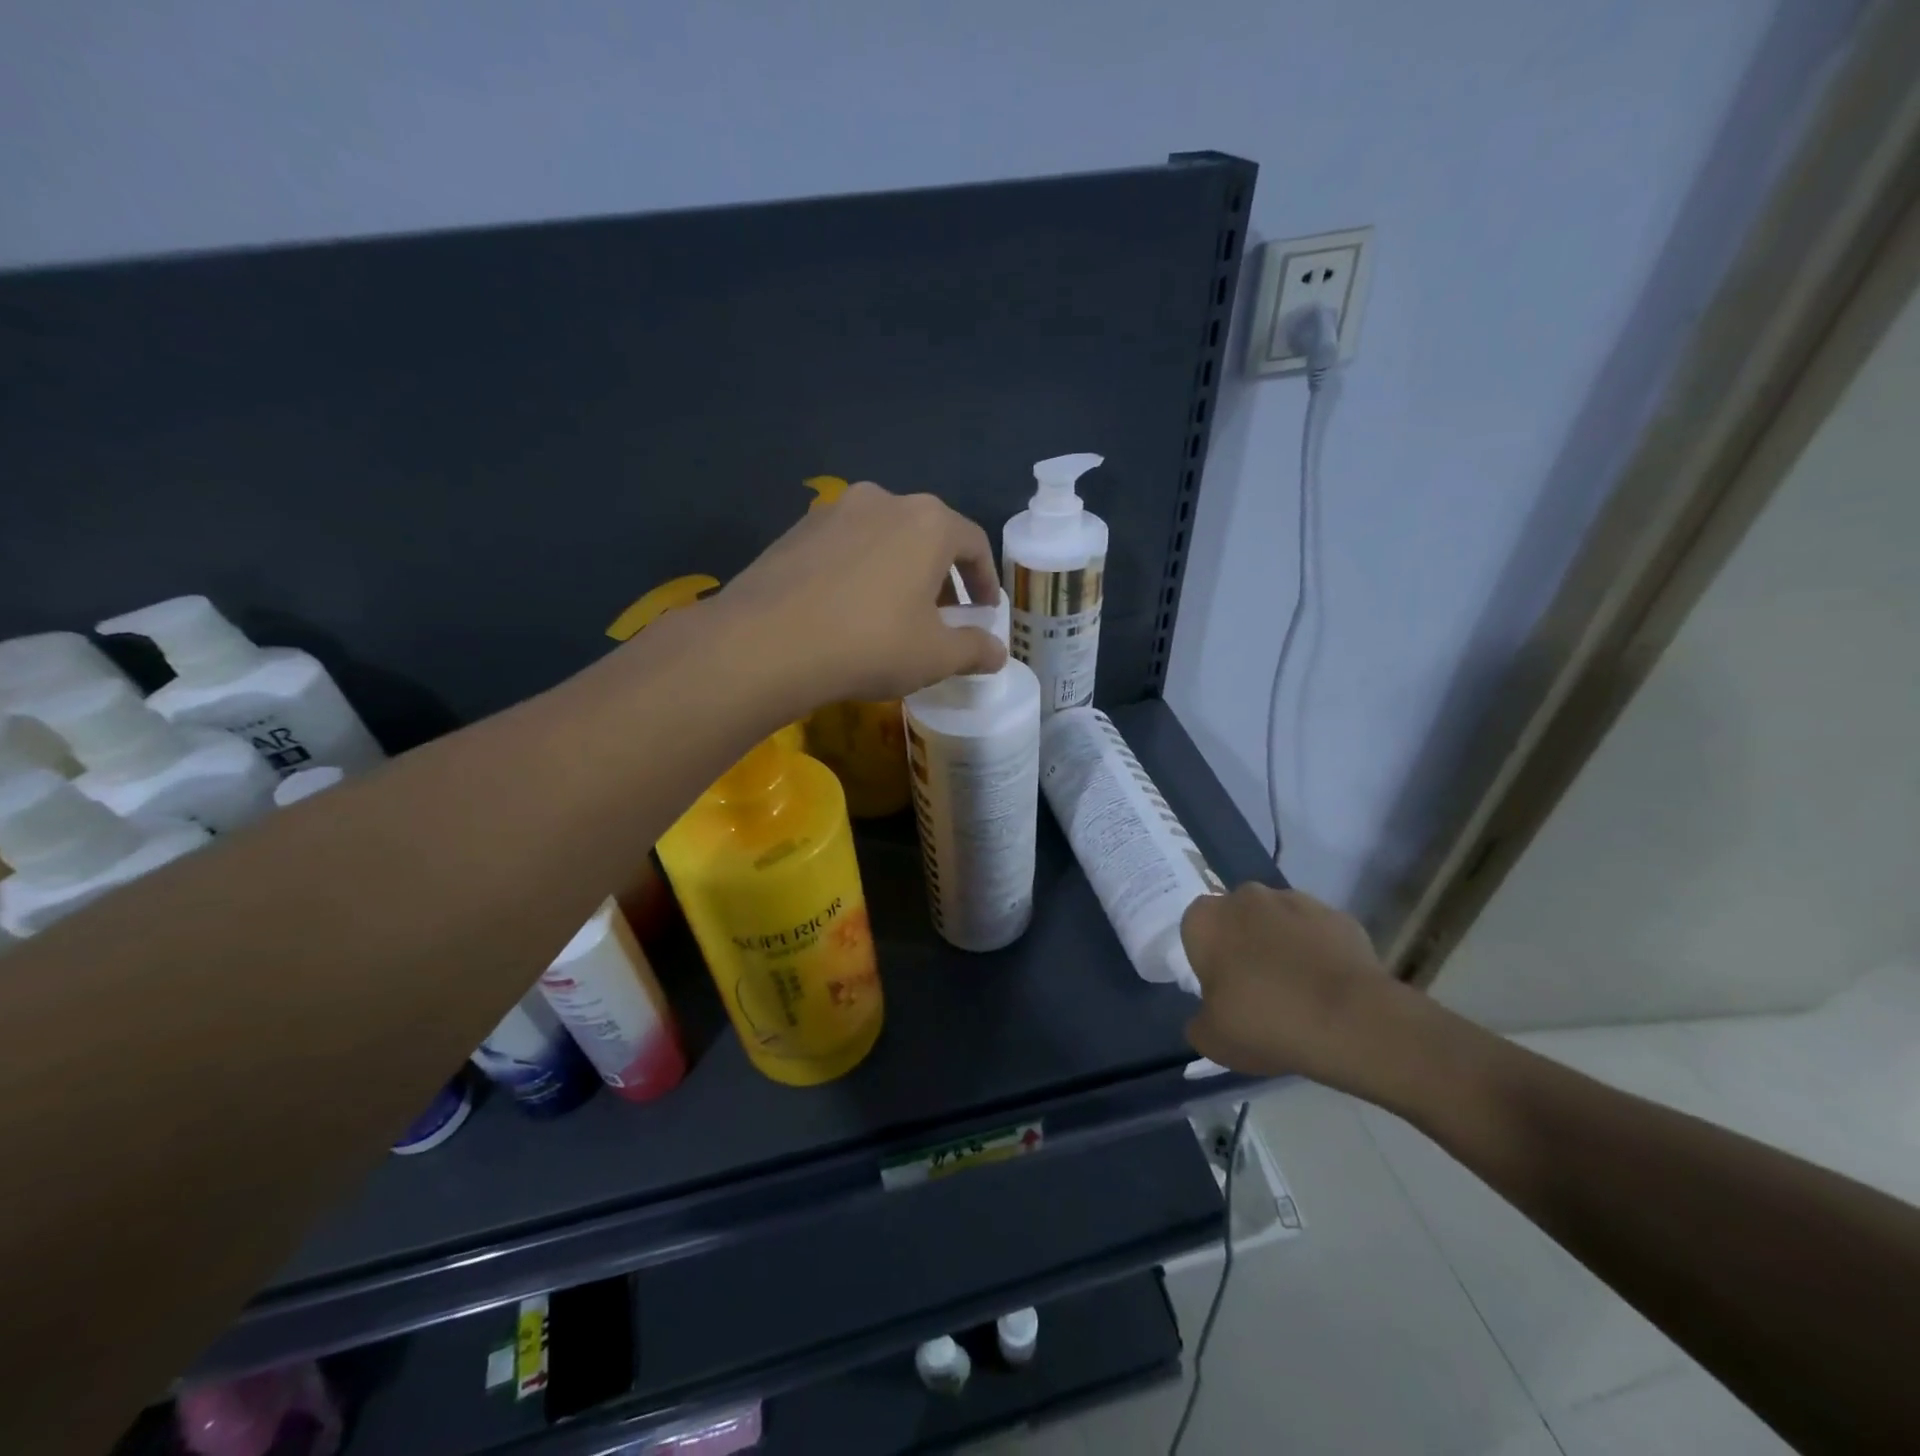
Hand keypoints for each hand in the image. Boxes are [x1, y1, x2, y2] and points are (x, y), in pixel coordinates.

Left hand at [715, 482, 1006, 704]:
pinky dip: (859, 573)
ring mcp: (833, 511)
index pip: (974, 543)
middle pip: (927, 536)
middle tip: (943, 617)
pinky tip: (848, 611)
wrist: (766, 644)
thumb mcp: (934, 656)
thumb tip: (998, 652)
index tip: (985, 611)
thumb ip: (974, 649)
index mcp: (928, 522)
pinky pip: (844, 549)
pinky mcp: (795, 531)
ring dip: (899, 571)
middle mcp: (883, 501)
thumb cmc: (870, 644)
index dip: (985, 580)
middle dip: (941, 576)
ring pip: (883, 539)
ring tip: (894, 614)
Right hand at [1181, 884, 1405, 1087]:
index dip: (1207, 958)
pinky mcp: (1338, 915)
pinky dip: (1319, 952)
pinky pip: (1318, 933)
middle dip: (1244, 944)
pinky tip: (1329, 989)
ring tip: (1299, 991)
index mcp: (1206, 919)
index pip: (1195, 929)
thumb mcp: (1212, 1040)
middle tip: (1256, 989)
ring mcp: (1296, 901)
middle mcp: (1246, 897)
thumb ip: (1200, 1022)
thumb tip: (1209, 1016)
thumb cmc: (1264, 1022)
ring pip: (1278, 921)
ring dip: (1282, 944)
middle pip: (1237, 918)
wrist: (1350, 1021)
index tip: (1220, 989)